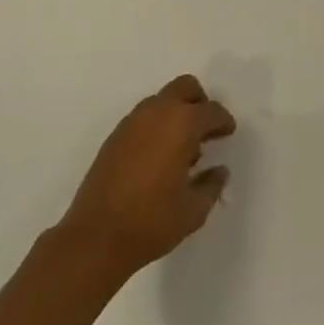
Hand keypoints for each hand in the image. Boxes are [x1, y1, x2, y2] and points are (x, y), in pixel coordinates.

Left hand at [57, 74, 235, 277]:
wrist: (95, 237)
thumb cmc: (151, 221)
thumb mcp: (193, 210)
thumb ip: (212, 185)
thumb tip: (219, 171)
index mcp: (182, 123)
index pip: (211, 110)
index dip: (223, 121)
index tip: (228, 133)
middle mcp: (157, 112)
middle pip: (185, 87)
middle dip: (199, 103)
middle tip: (205, 130)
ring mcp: (132, 121)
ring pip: (162, 100)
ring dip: (176, 113)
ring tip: (181, 149)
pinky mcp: (115, 136)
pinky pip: (144, 117)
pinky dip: (157, 125)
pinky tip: (157, 157)